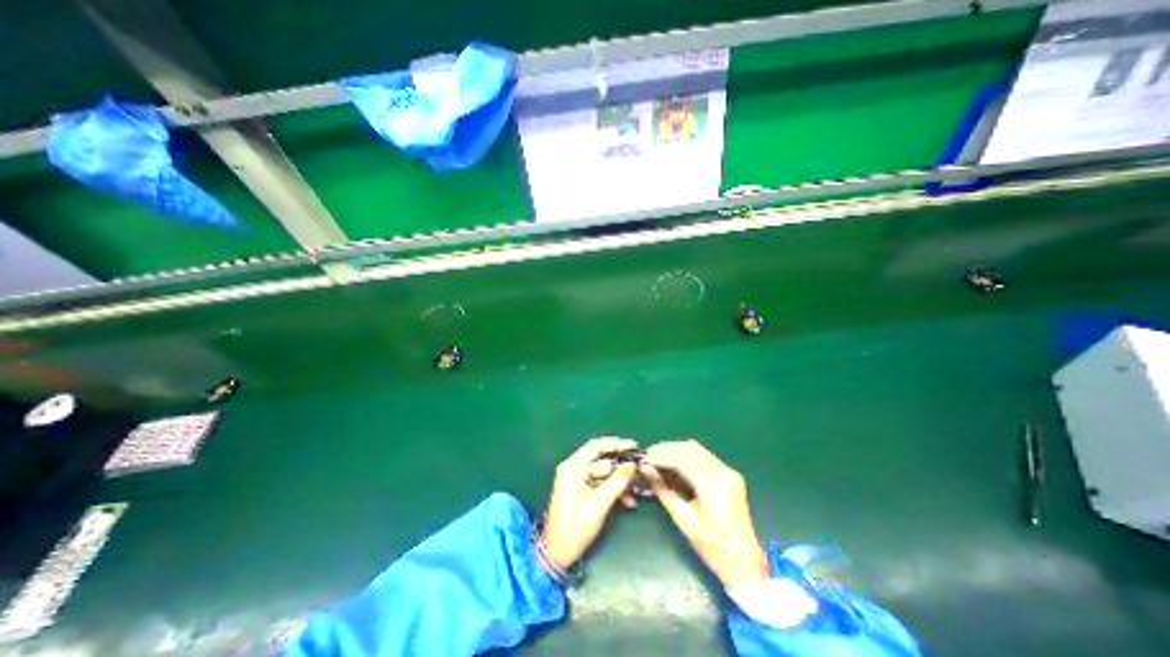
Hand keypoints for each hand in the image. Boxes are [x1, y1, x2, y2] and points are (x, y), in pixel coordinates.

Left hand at [542, 436, 638, 569]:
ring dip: (620, 481)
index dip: (615, 444)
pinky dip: (613, 490)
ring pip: (604, 473)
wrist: (557, 553)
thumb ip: (617, 482)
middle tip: (639, 469)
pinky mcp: (581, 490)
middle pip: (602, 460)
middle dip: (621, 466)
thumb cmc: (575, 528)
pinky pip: (601, 483)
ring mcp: (577, 479)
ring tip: (637, 490)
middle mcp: (573, 469)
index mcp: (572, 468)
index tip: (633, 446)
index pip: (596, 446)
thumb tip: (632, 465)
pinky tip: (628, 501)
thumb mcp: (599, 505)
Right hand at [639, 442, 770, 590]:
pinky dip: (687, 457)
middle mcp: (723, 474)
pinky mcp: (730, 475)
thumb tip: (646, 469)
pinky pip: (705, 457)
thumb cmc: (711, 546)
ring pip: (698, 450)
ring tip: (659, 457)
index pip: (682, 460)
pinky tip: (675, 463)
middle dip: (668, 449)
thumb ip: (662, 489)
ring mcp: (729, 472)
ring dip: (677, 451)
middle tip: (650, 454)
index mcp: (713, 487)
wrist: (744, 562)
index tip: (645, 458)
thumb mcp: (682, 518)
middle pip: (691, 449)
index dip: (661, 456)